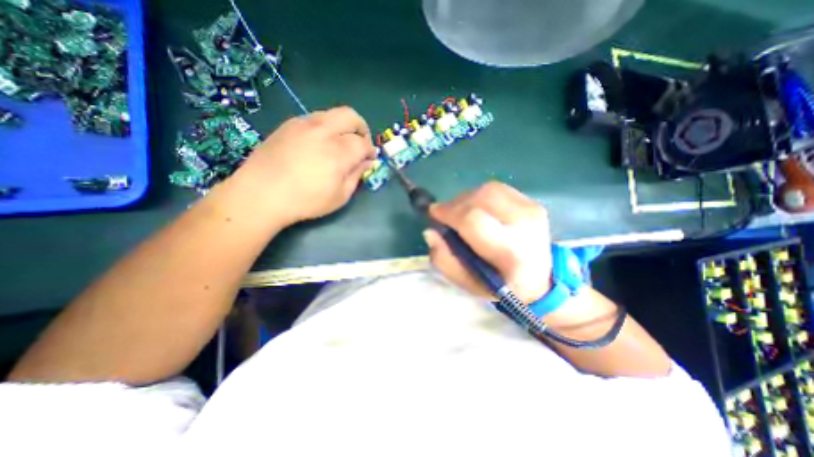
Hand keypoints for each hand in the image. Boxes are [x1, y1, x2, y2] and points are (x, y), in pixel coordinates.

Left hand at [228, 106, 377, 222]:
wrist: (261, 194)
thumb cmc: (305, 201)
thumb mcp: (340, 196)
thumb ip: (356, 176)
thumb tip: (366, 162)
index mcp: (338, 152)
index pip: (363, 143)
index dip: (370, 151)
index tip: (369, 159)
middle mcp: (323, 131)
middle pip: (351, 116)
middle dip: (362, 129)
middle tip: (360, 144)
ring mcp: (304, 124)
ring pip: (333, 114)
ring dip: (343, 126)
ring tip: (339, 144)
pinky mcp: (289, 124)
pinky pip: (315, 118)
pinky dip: (325, 127)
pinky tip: (319, 144)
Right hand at [427, 180, 553, 303]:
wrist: (541, 281)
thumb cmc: (501, 286)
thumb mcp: (467, 283)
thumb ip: (444, 260)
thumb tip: (430, 231)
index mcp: (510, 251)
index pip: (472, 220)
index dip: (448, 212)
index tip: (434, 214)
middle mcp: (524, 225)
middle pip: (481, 198)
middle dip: (456, 204)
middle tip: (446, 215)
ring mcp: (532, 210)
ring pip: (488, 189)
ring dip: (467, 198)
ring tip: (461, 212)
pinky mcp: (532, 202)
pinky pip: (498, 189)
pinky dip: (480, 195)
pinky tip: (478, 209)